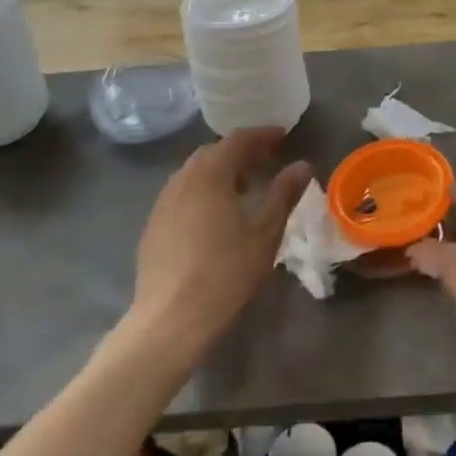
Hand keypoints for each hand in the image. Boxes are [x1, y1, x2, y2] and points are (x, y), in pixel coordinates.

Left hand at [126, 129, 310, 362]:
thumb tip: (302, 165)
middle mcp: (182, 180)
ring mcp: (162, 203)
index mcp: (210, 175)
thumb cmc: (226, 273)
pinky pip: (181, 194)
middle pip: (212, 153)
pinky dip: (202, 191)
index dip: (262, 135)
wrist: (171, 320)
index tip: (283, 135)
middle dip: (240, 151)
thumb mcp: (265, 233)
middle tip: (266, 160)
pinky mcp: (153, 226)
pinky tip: (215, 215)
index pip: (237, 140)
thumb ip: (283, 194)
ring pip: (194, 173)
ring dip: (220, 171)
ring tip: (244, 187)